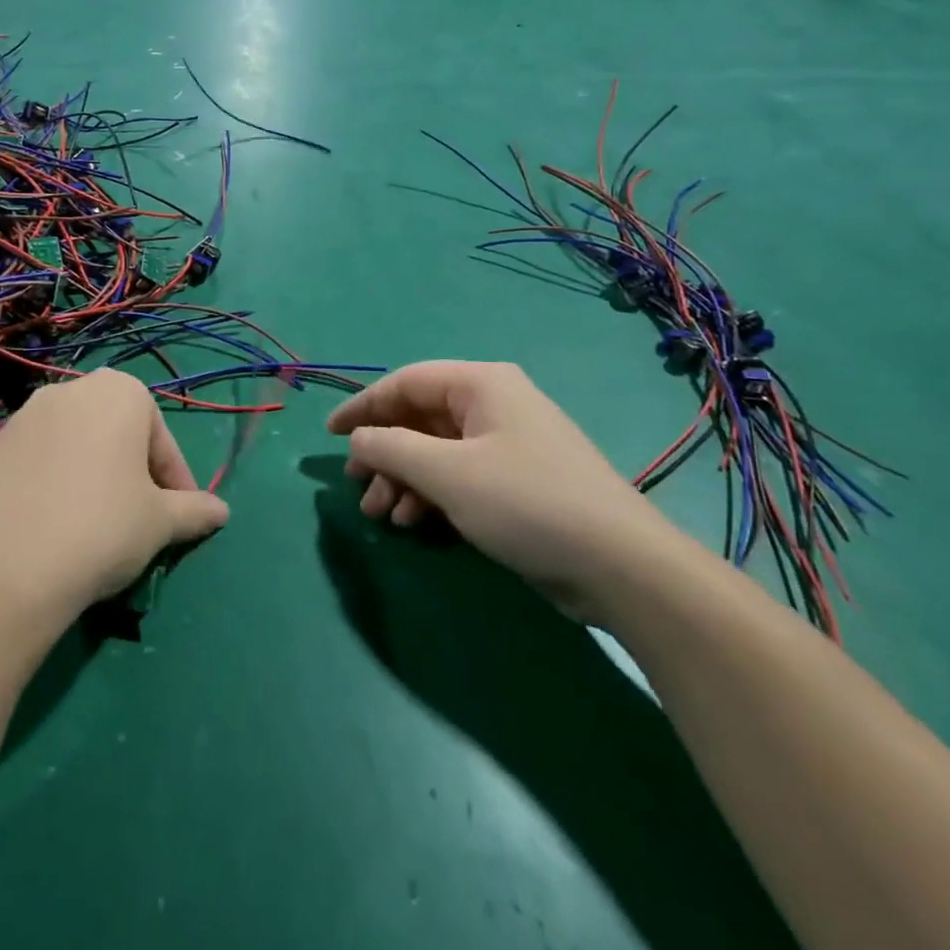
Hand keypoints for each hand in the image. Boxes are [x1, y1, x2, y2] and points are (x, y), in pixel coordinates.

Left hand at [0, 369, 229, 617]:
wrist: (0, 568)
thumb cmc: (101, 528)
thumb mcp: (160, 524)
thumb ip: (193, 511)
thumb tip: (221, 511)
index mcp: (119, 392)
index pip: (162, 441)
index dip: (176, 483)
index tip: (178, 520)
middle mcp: (68, 391)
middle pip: (114, 435)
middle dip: (129, 473)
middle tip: (136, 521)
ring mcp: (19, 419)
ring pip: (70, 448)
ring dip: (86, 478)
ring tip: (88, 530)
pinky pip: (30, 468)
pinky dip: (45, 490)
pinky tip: (44, 533)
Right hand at [327, 361, 683, 620]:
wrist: (619, 566)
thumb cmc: (525, 502)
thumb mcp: (447, 472)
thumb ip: (391, 447)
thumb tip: (358, 438)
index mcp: (480, 385)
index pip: (405, 382)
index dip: (363, 406)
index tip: (330, 434)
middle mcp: (493, 405)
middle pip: (419, 418)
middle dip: (384, 453)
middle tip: (359, 486)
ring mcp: (507, 444)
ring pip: (436, 451)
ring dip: (403, 479)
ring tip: (383, 516)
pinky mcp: (516, 482)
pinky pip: (458, 476)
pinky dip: (431, 495)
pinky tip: (415, 523)